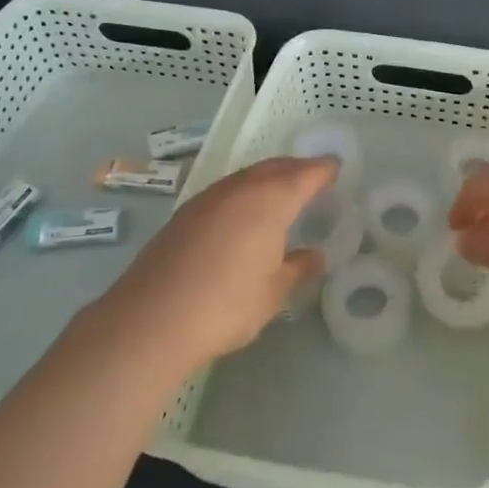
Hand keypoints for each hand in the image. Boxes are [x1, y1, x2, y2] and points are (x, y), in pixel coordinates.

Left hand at [100, 156, 337, 368]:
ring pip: (246, 177)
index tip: (336, 168)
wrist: (152, 319)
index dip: (324, 169)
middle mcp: (240, 189)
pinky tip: (243, 215)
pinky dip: (243, 193)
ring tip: (281, 195)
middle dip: (296, 169)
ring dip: (267, 179)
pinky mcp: (184, 214)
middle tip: (313, 178)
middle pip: (274, 167)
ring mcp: (208, 198)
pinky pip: (226, 191)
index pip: (305, 174)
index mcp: (270, 200)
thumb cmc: (226, 304)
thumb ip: (297, 268)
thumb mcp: (273, 293)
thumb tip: (314, 257)